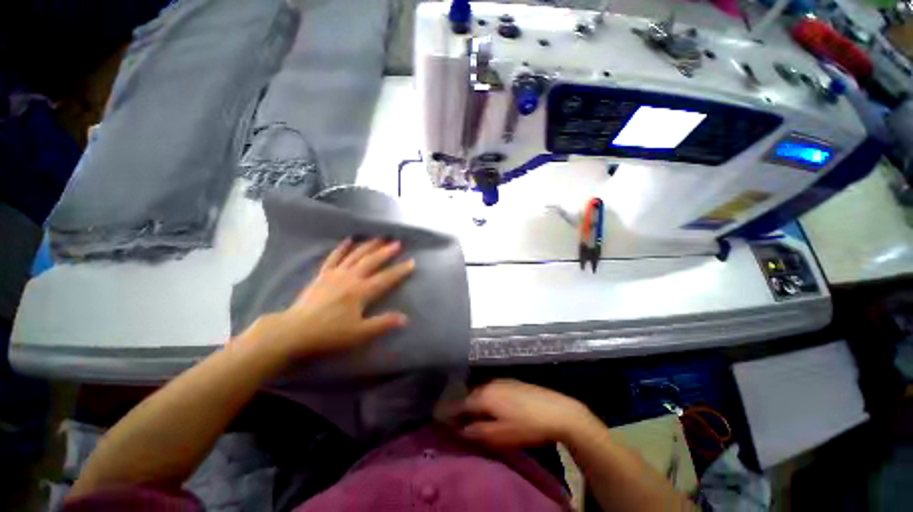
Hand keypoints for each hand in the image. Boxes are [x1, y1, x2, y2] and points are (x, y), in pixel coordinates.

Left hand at [270, 238, 414, 356]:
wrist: (294, 330)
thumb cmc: (329, 333)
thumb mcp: (359, 332)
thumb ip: (383, 323)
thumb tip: (405, 318)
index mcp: (361, 292)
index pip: (386, 278)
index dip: (400, 270)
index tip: (412, 262)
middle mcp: (350, 278)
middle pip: (371, 261)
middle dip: (386, 252)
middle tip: (397, 243)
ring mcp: (335, 274)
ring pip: (355, 255)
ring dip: (368, 246)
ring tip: (379, 237)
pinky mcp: (322, 275)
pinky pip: (334, 257)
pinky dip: (342, 248)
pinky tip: (348, 240)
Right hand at [457, 379, 594, 447]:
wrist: (557, 411)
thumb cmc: (526, 426)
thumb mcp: (500, 435)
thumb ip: (477, 432)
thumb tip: (460, 430)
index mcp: (483, 395)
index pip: (459, 403)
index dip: (449, 412)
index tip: (440, 419)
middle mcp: (489, 384)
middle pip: (469, 395)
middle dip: (461, 406)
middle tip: (456, 420)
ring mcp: (501, 380)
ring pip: (480, 390)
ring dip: (473, 401)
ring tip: (472, 415)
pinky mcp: (511, 382)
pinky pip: (490, 388)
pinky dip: (485, 397)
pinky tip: (490, 406)